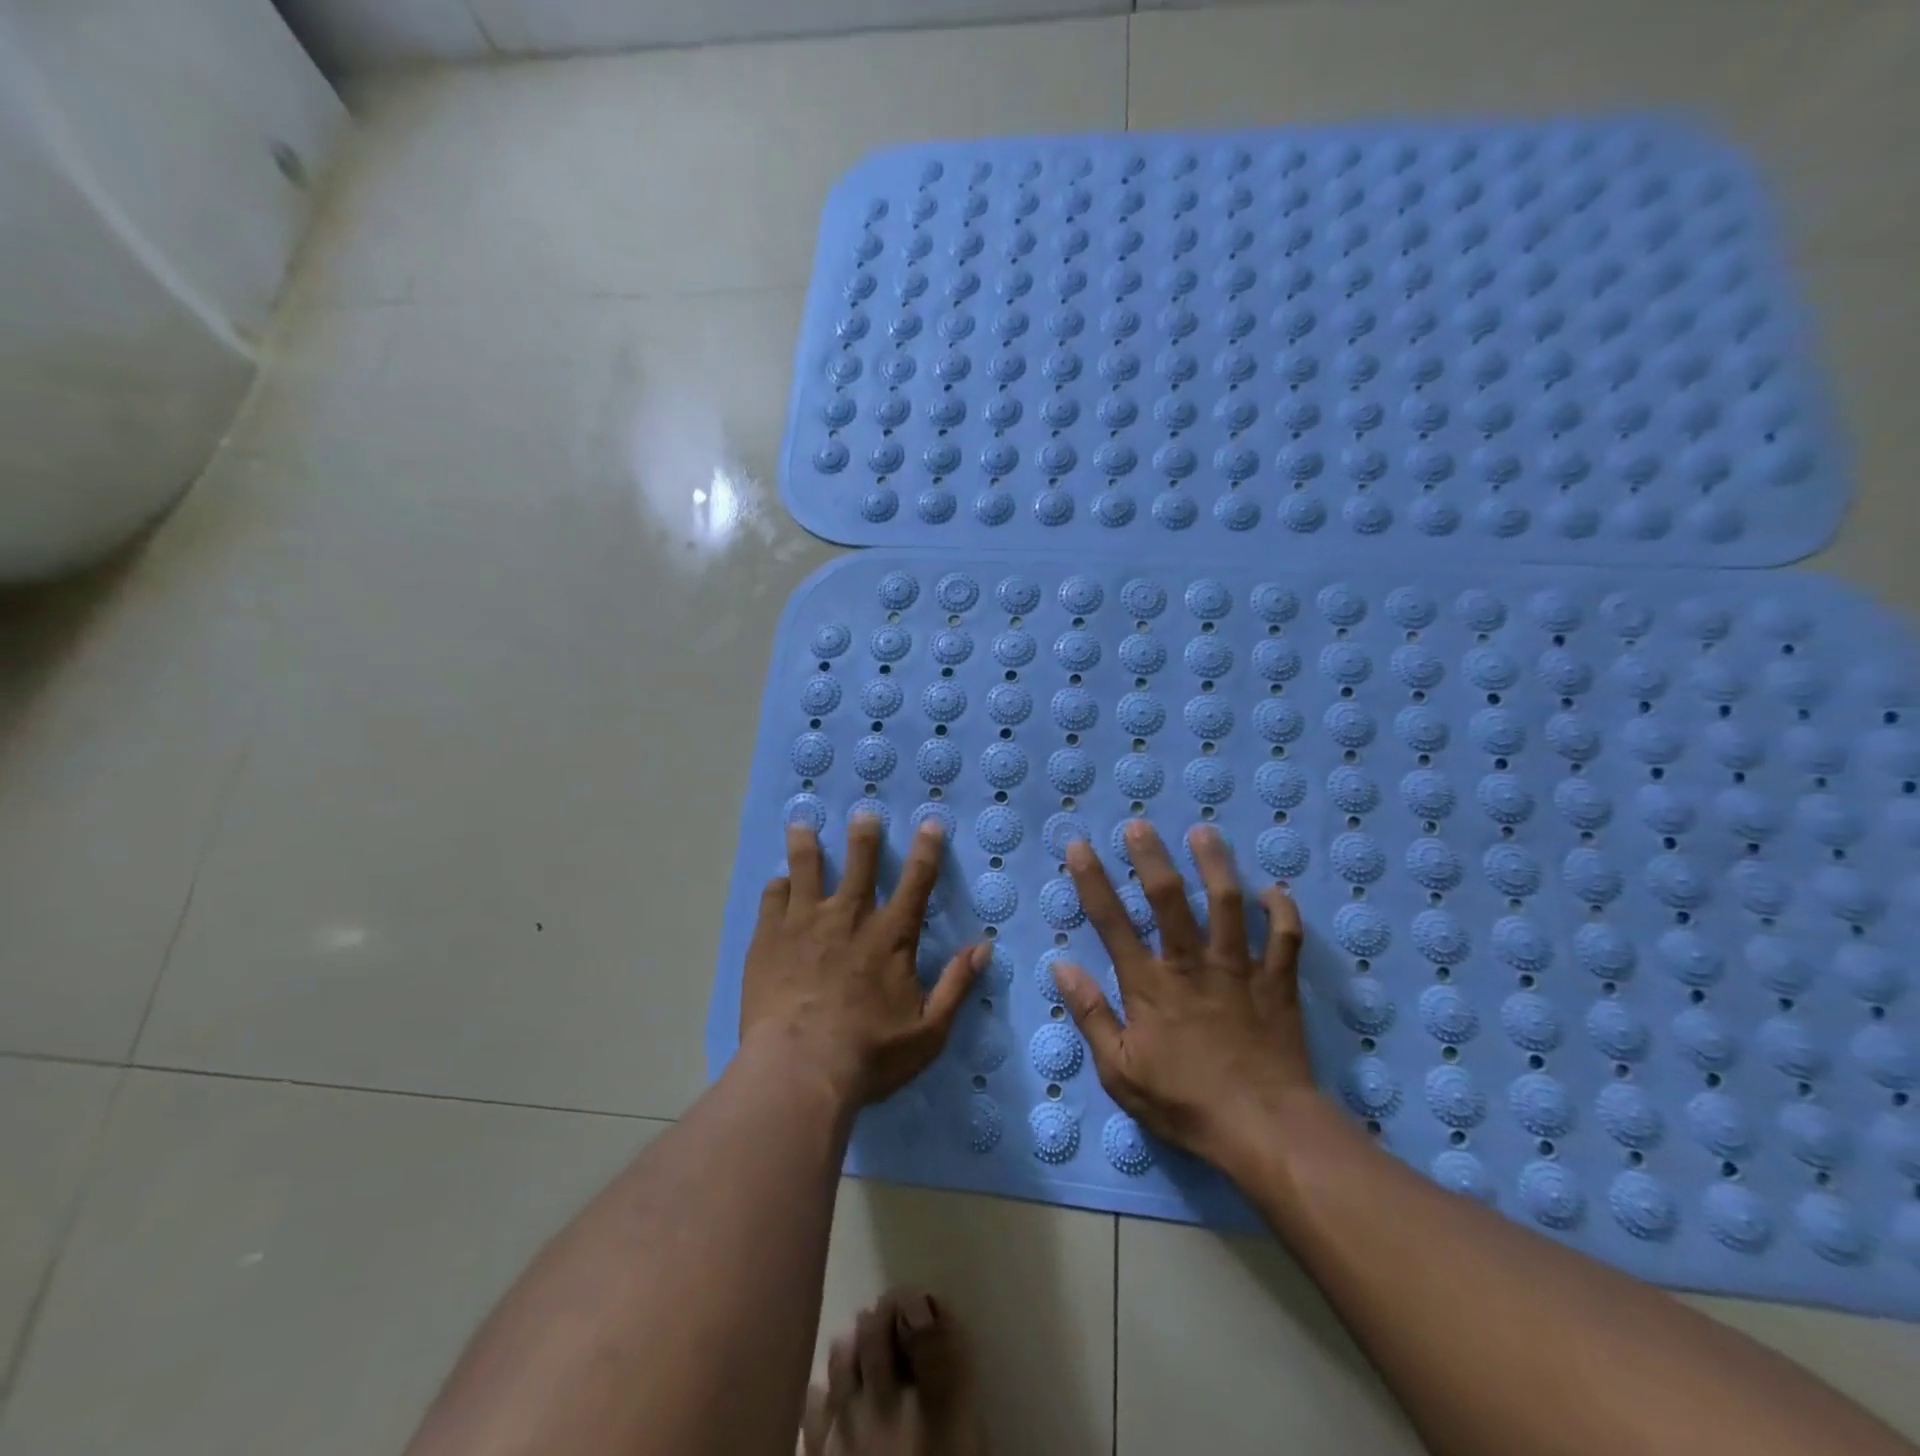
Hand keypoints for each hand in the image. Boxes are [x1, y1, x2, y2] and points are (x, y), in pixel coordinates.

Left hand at [742, 816, 984, 1107]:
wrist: (799, 1070)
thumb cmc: (869, 1054)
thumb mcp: (928, 1031)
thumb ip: (956, 985)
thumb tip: (983, 947)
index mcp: (890, 936)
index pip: (917, 882)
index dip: (927, 850)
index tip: (930, 822)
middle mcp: (849, 917)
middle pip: (859, 863)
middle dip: (864, 835)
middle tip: (863, 812)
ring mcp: (804, 923)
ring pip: (806, 869)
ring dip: (807, 844)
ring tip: (801, 823)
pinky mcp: (768, 937)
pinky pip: (772, 898)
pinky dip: (777, 886)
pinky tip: (777, 882)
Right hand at [1051, 820, 1315, 1164]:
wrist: (1266, 1131)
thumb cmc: (1185, 1102)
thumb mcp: (1120, 1072)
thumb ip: (1091, 1016)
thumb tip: (1062, 967)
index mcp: (1150, 985)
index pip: (1111, 922)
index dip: (1092, 880)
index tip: (1081, 846)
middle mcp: (1191, 964)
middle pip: (1168, 899)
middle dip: (1151, 858)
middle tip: (1140, 825)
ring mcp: (1238, 969)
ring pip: (1228, 903)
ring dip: (1215, 865)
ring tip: (1204, 833)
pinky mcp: (1277, 982)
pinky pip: (1285, 937)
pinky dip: (1282, 910)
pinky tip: (1273, 891)